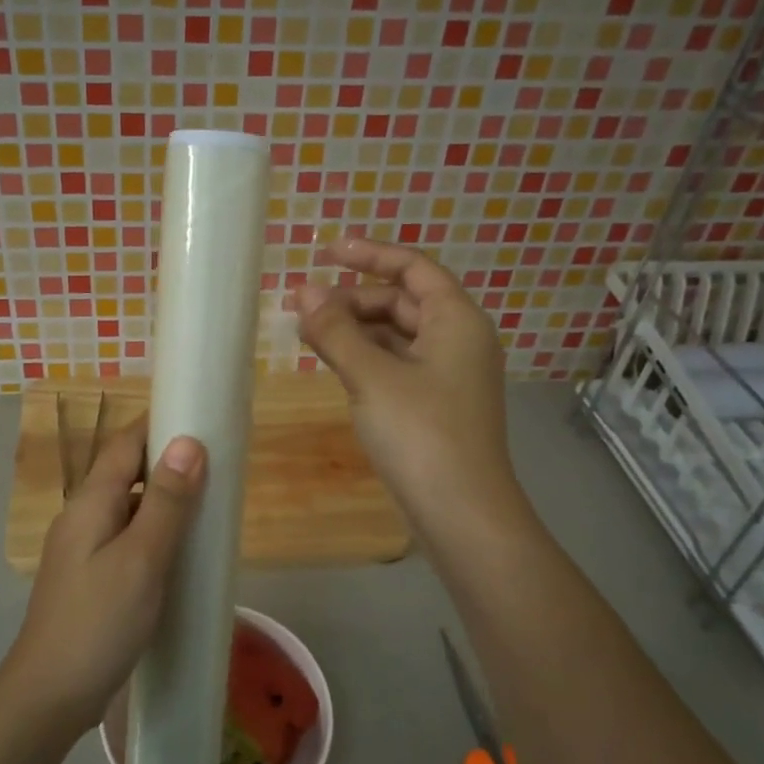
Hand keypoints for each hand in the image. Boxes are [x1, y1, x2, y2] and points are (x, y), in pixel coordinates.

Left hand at [0, 417, 207, 736]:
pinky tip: (180, 551)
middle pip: (127, 472)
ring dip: (165, 499)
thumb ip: (166, 502)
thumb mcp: (141, 560)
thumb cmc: (98, 623)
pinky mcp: (91, 578)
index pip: (125, 443)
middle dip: (169, 461)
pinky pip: (127, 538)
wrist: (48, 698)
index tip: (202, 416)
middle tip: (219, 464)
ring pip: (129, 507)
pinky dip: (156, 532)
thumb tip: (188, 441)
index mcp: (90, 503)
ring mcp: (83, 549)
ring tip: (209, 504)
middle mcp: (82, 517)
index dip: (160, 423)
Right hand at [290, 237, 521, 544]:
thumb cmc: (421, 433)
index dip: (369, 254)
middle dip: (353, 298)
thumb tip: (304, 293)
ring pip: (396, 336)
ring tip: (307, 333)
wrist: (461, 512)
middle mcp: (458, 340)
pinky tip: (332, 363)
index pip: (413, 268)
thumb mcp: (372, 376)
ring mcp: (447, 375)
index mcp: (456, 320)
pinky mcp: (434, 404)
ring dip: (354, 329)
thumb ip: (336, 331)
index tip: (325, 252)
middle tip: (302, 305)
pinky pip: (396, 365)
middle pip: (402, 301)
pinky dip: (364, 358)